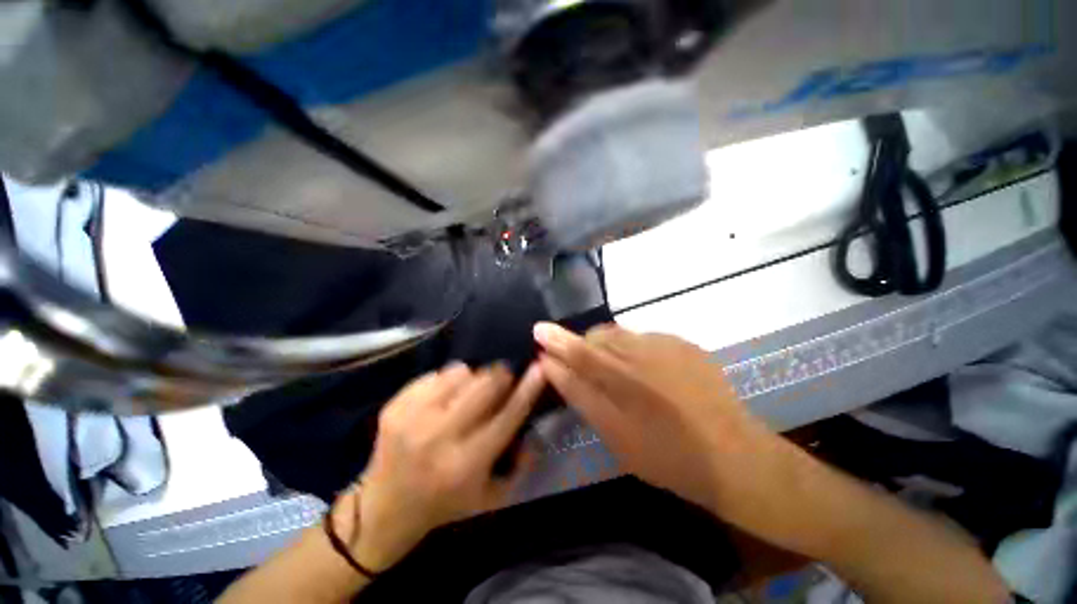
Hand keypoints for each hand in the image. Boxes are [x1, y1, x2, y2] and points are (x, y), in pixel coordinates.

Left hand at [343, 362, 544, 571]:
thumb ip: (521, 466)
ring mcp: (412, 418)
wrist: (382, 510)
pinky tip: (443, 397)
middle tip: (502, 377)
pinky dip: (446, 380)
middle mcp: (439, 437)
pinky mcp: (394, 407)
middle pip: (483, 386)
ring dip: (472, 378)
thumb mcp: (491, 498)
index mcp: (466, 464)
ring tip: (468, 392)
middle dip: (500, 375)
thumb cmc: (444, 505)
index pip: (507, 416)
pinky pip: (434, 375)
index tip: (539, 368)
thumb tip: (534, 428)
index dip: (527, 389)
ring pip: (459, 373)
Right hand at [534, 321, 771, 511]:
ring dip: (609, 346)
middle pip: (599, 336)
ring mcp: (666, 345)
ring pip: (621, 334)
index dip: (556, 340)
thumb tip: (552, 367)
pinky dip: (636, 350)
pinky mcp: (684, 344)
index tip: (538, 330)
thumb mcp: (615, 435)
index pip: (579, 352)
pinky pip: (646, 338)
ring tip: (619, 372)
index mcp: (623, 380)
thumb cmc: (667, 456)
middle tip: (586, 367)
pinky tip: (650, 373)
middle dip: (585, 346)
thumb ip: (582, 395)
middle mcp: (642, 354)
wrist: (734, 455)